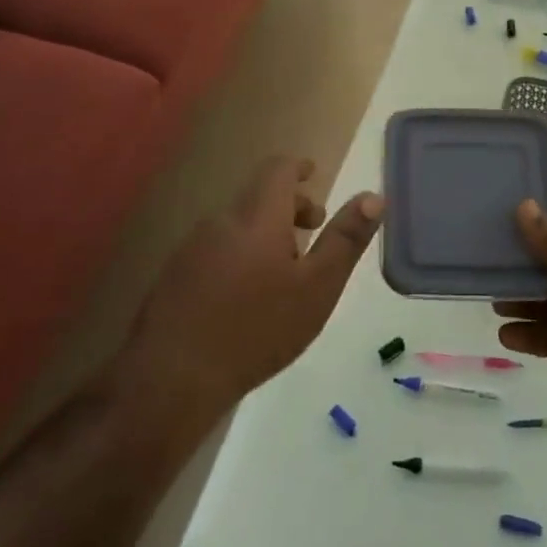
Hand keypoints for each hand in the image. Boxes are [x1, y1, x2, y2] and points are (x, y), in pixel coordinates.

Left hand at [122, 158, 382, 416]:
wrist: (171, 379)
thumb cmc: (257, 328)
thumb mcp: (318, 287)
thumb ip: (346, 239)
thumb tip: (374, 197)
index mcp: (258, 215)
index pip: (278, 169)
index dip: (298, 167)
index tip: (314, 174)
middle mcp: (221, 220)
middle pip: (258, 196)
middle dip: (290, 207)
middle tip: (313, 232)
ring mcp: (192, 248)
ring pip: (238, 224)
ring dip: (266, 233)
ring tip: (285, 272)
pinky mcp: (174, 276)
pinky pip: (217, 248)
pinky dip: (241, 254)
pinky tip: (248, 297)